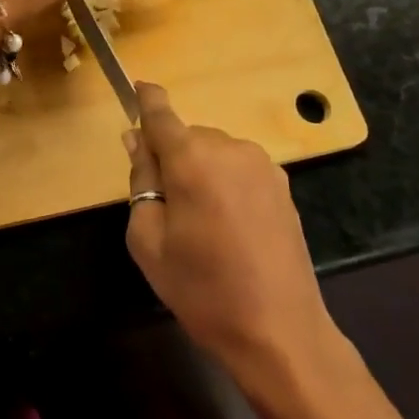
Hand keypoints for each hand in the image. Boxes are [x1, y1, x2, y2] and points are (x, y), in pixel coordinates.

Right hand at [124, 83, 347, 388]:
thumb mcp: (148, 240)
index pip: (161, 114)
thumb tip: (136, 140)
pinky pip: (239, 169)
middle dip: (171, 156)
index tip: (137, 86)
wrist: (279, 331)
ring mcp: (262, 165)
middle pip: (187, 137)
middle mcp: (229, 149)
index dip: (146, 99)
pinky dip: (225, 182)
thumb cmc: (201, 289)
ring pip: (214, 152)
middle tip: (165, 205)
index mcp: (191, 159)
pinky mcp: (282, 185)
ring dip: (200, 170)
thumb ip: (140, 181)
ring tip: (201, 223)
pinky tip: (230, 226)